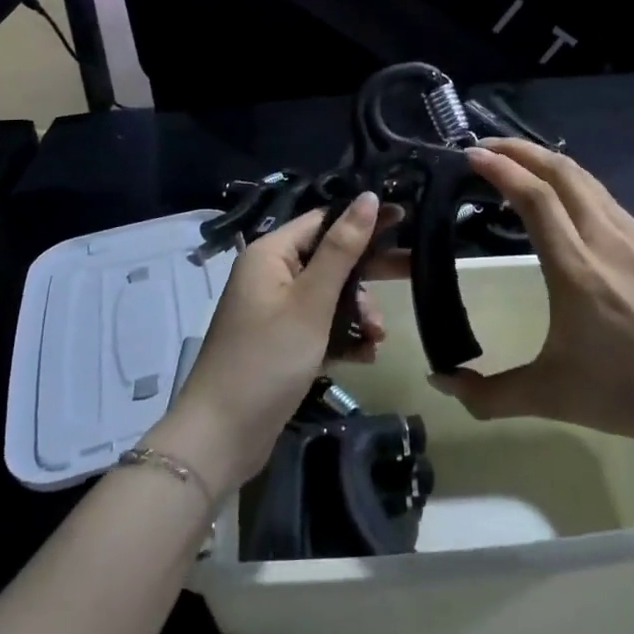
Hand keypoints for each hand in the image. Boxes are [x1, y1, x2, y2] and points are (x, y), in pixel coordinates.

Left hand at [151, 194, 393, 499]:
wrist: (222, 437)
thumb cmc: (267, 359)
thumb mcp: (311, 301)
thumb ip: (342, 249)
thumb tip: (368, 196)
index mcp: (270, 253)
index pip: (323, 220)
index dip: (362, 219)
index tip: (405, 218)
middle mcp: (270, 275)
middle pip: (329, 258)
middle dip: (368, 272)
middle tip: (412, 270)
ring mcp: (275, 310)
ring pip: (329, 296)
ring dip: (357, 312)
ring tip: (378, 335)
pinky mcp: (281, 343)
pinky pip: (320, 326)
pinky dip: (343, 336)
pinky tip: (366, 354)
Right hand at [431, 139, 633, 461]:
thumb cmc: (628, 396)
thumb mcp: (550, 398)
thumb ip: (487, 395)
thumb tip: (439, 381)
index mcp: (576, 269)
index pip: (535, 197)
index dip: (501, 168)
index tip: (471, 154)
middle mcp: (606, 240)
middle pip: (562, 171)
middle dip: (520, 150)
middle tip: (487, 147)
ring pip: (587, 180)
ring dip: (548, 162)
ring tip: (520, 165)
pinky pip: (606, 199)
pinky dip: (574, 184)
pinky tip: (565, 202)